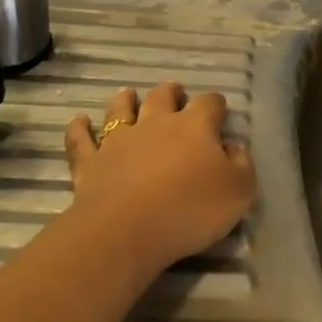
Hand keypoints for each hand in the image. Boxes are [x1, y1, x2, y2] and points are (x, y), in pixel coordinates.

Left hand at [63, 82, 255, 276]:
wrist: (127, 229)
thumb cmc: (190, 209)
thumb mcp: (238, 192)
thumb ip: (241, 165)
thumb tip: (234, 148)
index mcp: (195, 126)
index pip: (209, 104)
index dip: (216, 104)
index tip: (220, 110)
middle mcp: (155, 123)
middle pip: (163, 97)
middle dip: (171, 93)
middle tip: (175, 92)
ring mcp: (119, 140)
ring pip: (120, 110)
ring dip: (125, 100)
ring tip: (128, 95)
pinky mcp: (90, 162)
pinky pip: (81, 139)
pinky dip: (79, 128)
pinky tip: (79, 121)